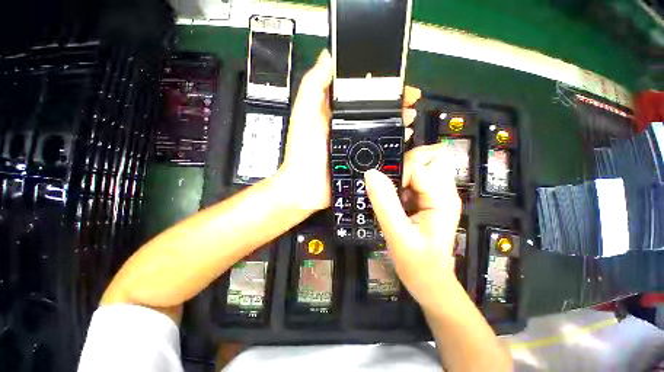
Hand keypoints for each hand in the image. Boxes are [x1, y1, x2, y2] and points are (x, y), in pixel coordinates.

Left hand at [280, 50, 420, 212]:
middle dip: (393, 101)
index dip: (376, 83)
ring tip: (410, 114)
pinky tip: (404, 135)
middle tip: (410, 97)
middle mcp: (347, 126)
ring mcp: (356, 144)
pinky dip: (394, 139)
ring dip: (397, 118)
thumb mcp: (304, 115)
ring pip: (380, 126)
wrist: (308, 188)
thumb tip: (328, 56)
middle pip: (374, 109)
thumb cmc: (303, 152)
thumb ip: (313, 86)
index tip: (394, 77)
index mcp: (334, 113)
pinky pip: (381, 147)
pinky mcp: (362, 160)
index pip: (359, 92)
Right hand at [364, 145, 461, 308]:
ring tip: (391, 192)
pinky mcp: (429, 199)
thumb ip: (385, 203)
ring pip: (422, 165)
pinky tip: (395, 197)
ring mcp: (437, 194)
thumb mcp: (397, 235)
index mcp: (441, 199)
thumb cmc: (417, 263)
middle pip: (429, 158)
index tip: (385, 191)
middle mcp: (444, 191)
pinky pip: (416, 178)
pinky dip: (402, 181)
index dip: (397, 174)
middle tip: (390, 185)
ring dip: (403, 172)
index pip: (418, 167)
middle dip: (406, 164)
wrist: (430, 281)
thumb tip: (371, 173)